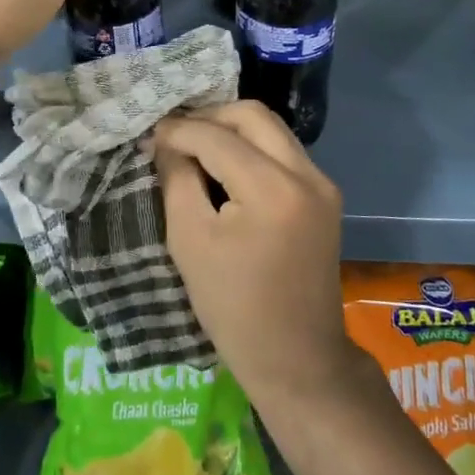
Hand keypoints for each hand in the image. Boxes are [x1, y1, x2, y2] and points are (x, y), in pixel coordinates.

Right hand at [156, 102, 362, 413]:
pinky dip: (252, 148)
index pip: (217, 136)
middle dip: (210, 116)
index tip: (149, 136)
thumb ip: (177, 179)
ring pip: (272, 129)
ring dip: (232, 130)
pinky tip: (225, 166)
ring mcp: (322, 183)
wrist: (298, 359)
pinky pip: (283, 151)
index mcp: (272, 189)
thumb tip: (165, 141)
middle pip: (253, 115)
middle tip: (175, 135)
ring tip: (195, 146)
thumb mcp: (190, 240)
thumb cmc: (234, 307)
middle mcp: (306, 174)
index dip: (178, 130)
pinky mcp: (325, 195)